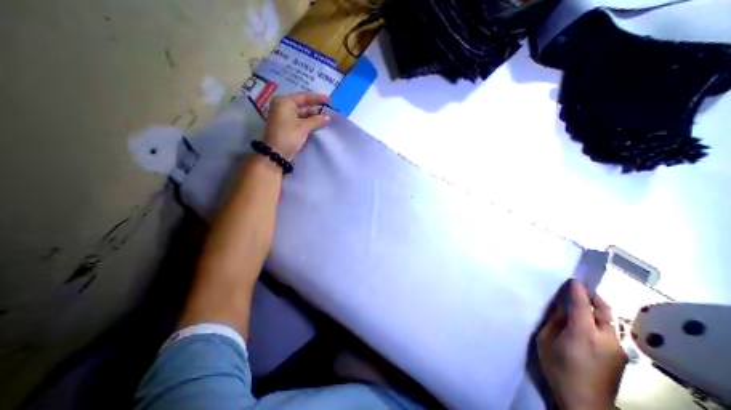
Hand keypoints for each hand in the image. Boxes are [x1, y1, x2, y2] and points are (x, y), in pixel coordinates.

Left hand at [264, 92, 329, 159]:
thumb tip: (328, 118)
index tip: (329, 100)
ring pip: (302, 115)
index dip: (317, 98)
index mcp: (284, 102)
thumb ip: (316, 121)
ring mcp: (284, 118)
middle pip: (303, 106)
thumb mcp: (304, 127)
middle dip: (316, 110)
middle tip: (329, 113)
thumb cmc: (288, 136)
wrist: (276, 154)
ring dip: (313, 118)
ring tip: (326, 121)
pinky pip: (300, 122)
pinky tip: (318, 126)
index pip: (303, 97)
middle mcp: (283, 107)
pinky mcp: (287, 127)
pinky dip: (309, 123)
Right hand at [536, 280, 627, 409]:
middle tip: (580, 288)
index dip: (577, 290)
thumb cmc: (558, 368)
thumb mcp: (546, 341)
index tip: (573, 279)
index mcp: (583, 333)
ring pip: (611, 321)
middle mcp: (606, 338)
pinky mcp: (621, 357)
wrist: (584, 403)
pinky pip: (611, 331)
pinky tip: (588, 322)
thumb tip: (562, 308)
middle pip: (605, 311)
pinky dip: (600, 320)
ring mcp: (617, 349)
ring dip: (598, 308)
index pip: (582, 305)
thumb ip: (554, 322)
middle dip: (594, 296)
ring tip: (583, 303)